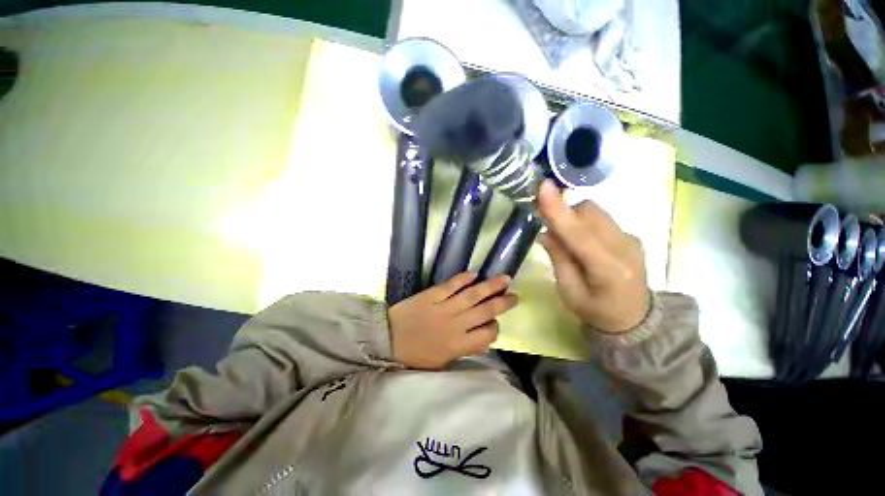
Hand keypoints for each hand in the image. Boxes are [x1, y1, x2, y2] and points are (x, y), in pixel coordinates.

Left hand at [389, 272, 518, 368]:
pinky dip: (463, 279)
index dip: (495, 326)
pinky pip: (451, 285)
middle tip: (515, 295)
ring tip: (505, 278)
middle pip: (485, 312)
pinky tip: (474, 273)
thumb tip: (483, 338)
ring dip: (490, 286)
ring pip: (472, 296)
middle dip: (502, 303)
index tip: (495, 321)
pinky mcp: (431, 295)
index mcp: (458, 345)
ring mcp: (443, 308)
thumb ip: (464, 350)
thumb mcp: (442, 362)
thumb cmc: (415, 355)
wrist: (386, 340)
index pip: (487, 334)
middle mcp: (455, 325)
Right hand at [537, 180, 650, 333]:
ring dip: (574, 218)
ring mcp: (632, 239)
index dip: (559, 210)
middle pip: (589, 212)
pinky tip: (584, 243)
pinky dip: (585, 223)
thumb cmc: (596, 312)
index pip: (579, 234)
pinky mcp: (632, 236)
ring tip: (567, 239)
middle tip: (551, 231)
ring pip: (596, 212)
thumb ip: (559, 260)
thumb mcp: (569, 293)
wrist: (635, 319)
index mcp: (608, 270)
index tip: (543, 187)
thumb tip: (547, 232)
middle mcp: (625, 247)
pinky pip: (602, 219)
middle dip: (565, 214)